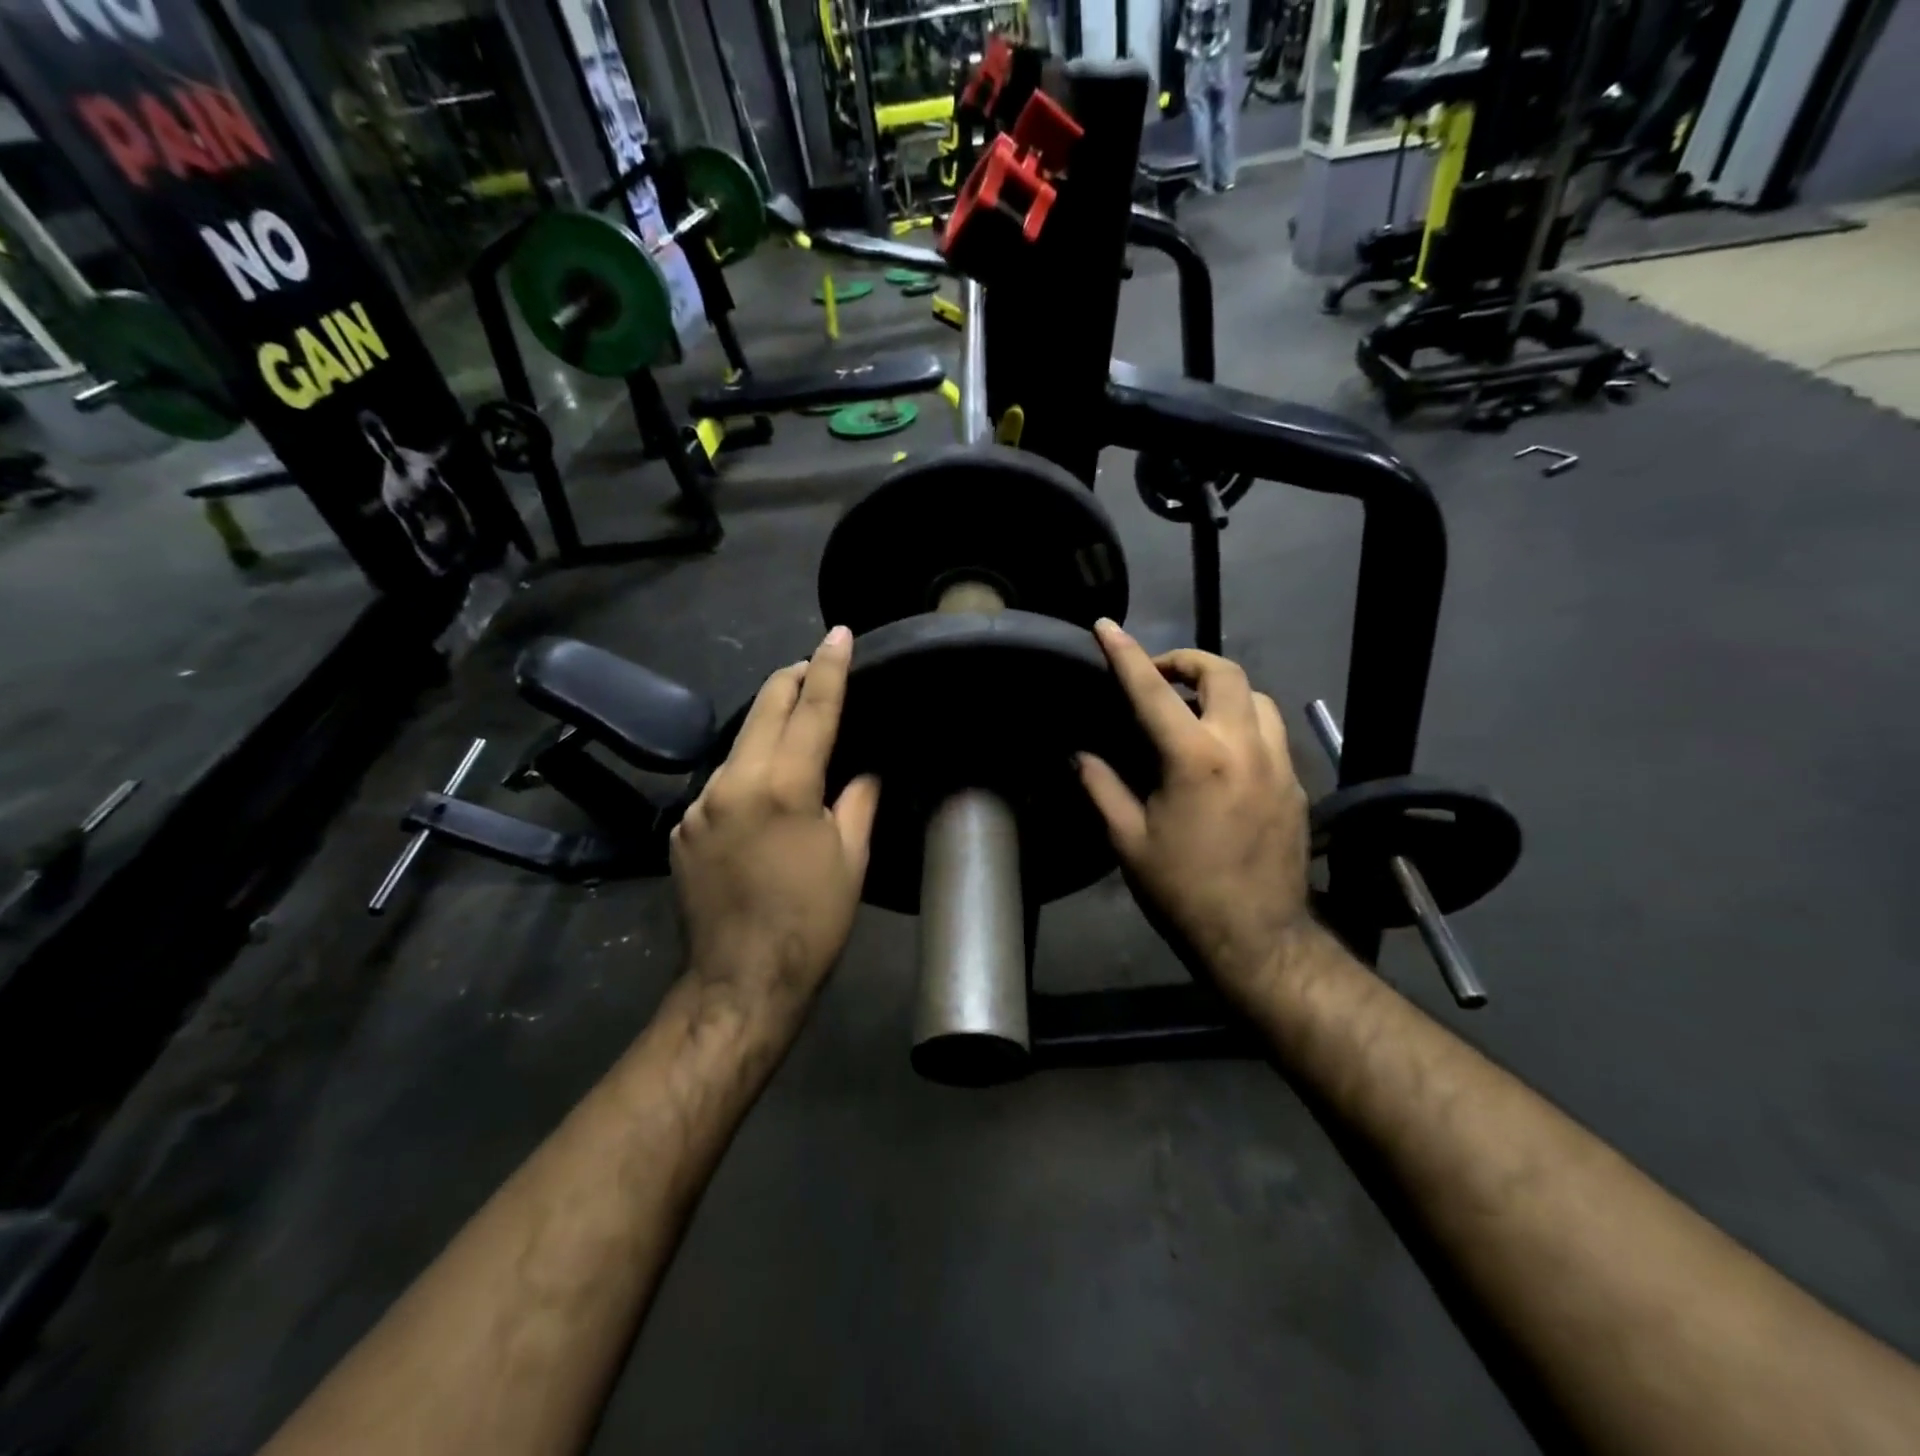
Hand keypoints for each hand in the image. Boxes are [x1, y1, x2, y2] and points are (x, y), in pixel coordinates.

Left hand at [670, 627, 880, 1029]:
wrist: (740, 982)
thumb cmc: (811, 922)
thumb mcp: (851, 858)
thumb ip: (858, 798)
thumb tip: (862, 767)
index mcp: (783, 786)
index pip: (812, 708)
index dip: (828, 667)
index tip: (838, 634)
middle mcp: (732, 782)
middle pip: (763, 708)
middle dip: (791, 680)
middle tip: (815, 666)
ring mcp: (699, 804)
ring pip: (740, 744)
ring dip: (768, 728)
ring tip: (797, 731)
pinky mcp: (682, 827)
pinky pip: (721, 783)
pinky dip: (747, 773)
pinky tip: (764, 794)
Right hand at [1077, 619, 1312, 1005]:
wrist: (1257, 938)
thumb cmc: (1183, 890)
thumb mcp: (1129, 841)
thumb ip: (1102, 787)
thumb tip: (1081, 754)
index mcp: (1195, 758)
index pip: (1153, 690)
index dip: (1126, 653)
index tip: (1107, 626)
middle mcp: (1243, 747)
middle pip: (1225, 673)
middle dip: (1188, 661)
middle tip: (1160, 677)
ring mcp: (1279, 763)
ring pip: (1257, 697)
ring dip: (1223, 690)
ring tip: (1195, 711)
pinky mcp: (1296, 784)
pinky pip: (1272, 731)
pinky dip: (1244, 721)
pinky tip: (1224, 752)